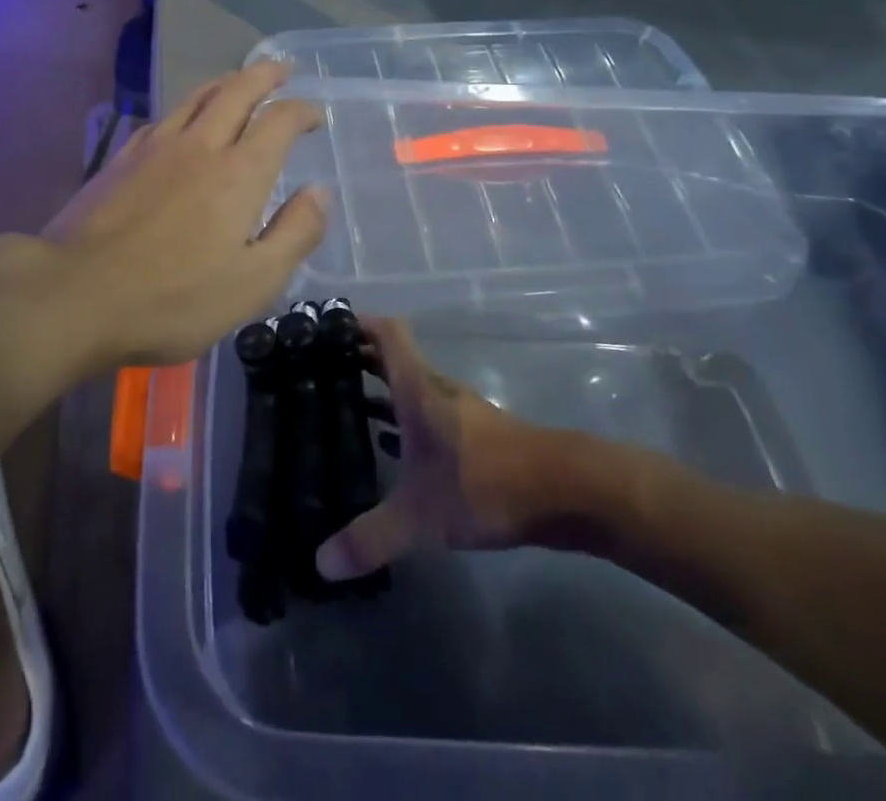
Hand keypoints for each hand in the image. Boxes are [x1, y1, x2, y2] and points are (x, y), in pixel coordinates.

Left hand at [0, 63, 328, 374]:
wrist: (74, 294)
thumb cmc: (173, 299)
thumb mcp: (253, 283)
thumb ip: (295, 233)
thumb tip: (319, 192)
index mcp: (239, 173)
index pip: (279, 120)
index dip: (302, 110)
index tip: (315, 114)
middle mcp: (200, 145)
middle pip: (237, 91)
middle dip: (264, 75)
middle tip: (282, 68)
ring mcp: (155, 147)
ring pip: (197, 96)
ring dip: (226, 81)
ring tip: (239, 80)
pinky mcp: (121, 159)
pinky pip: (164, 117)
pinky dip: (187, 107)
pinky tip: (183, 120)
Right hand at [317, 318, 674, 581]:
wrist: (567, 491)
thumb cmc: (486, 483)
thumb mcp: (421, 516)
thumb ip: (371, 539)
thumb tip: (321, 564)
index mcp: (418, 389)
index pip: (387, 334)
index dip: (358, 321)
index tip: (326, 324)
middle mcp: (437, 390)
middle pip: (394, 360)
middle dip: (359, 360)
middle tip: (318, 371)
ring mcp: (460, 413)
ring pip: (411, 391)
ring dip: (381, 393)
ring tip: (343, 410)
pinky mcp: (477, 438)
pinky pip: (428, 418)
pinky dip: (404, 424)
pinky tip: (391, 452)